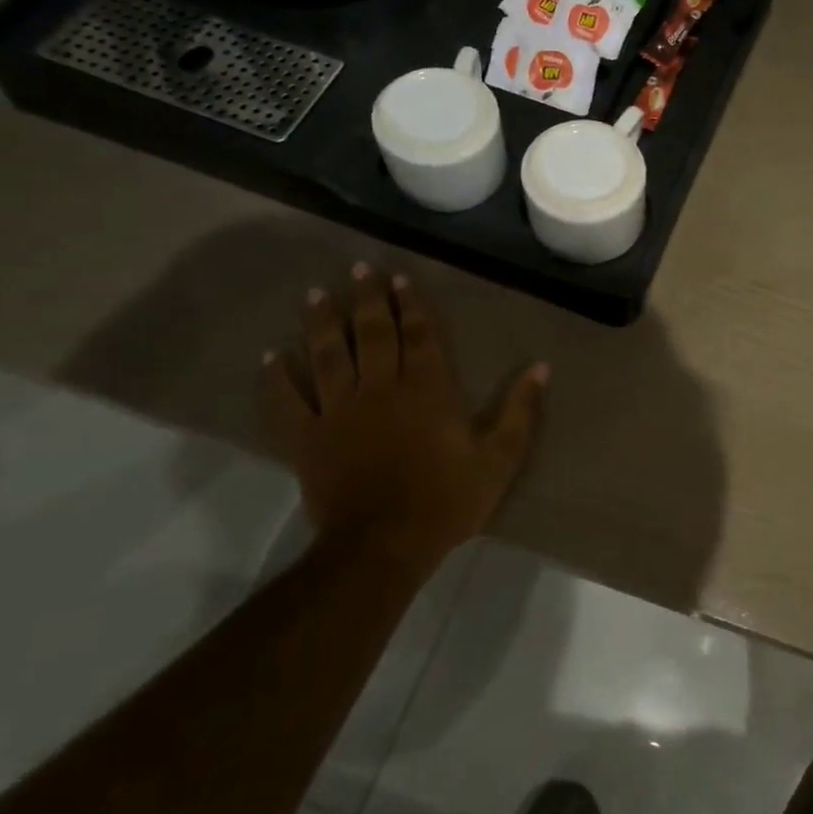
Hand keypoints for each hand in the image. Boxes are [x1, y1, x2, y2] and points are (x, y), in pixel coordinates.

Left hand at [260, 264, 547, 574]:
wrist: (384, 545)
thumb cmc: (448, 500)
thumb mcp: (499, 459)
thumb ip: (519, 411)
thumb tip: (541, 368)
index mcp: (427, 390)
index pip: (419, 336)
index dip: (412, 306)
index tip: (401, 280)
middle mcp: (380, 389)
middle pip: (371, 334)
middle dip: (367, 299)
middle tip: (359, 269)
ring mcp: (338, 412)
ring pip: (326, 356)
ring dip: (321, 323)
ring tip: (316, 294)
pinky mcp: (307, 440)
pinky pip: (286, 403)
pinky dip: (276, 379)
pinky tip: (271, 357)